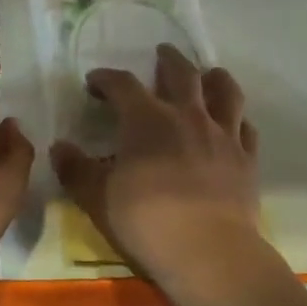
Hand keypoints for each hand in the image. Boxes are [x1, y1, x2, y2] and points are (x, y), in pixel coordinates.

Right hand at [51, 45, 261, 282]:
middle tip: (161, 53)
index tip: (95, 82)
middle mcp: (187, 117)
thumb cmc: (146, 222)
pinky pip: (246, 128)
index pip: (123, 85)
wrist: (209, 252)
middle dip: (168, 60)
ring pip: (224, 92)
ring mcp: (223, 135)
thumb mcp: (97, 198)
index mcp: (146, 121)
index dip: (106, 79)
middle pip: (181, 74)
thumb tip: (59, 148)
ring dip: (214, 78)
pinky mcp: (247, 159)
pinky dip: (237, 120)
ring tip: (209, 74)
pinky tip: (234, 124)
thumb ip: (76, 170)